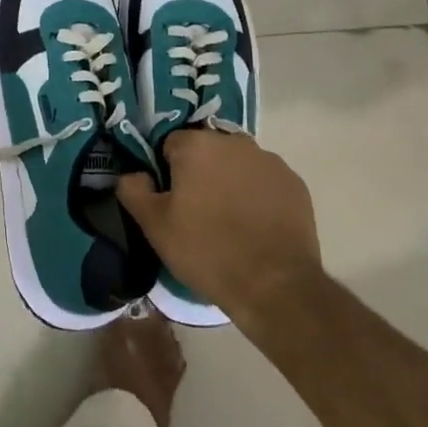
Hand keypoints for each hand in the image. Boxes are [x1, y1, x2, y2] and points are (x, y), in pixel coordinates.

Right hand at [116, 129, 322, 328]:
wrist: (275, 284)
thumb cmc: (207, 250)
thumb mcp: (155, 226)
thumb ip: (134, 190)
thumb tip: (133, 174)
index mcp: (197, 144)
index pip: (171, 145)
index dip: (167, 172)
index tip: (171, 201)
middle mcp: (234, 142)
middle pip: (207, 151)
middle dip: (200, 173)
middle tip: (197, 212)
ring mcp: (269, 161)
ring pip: (238, 165)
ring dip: (230, 182)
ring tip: (229, 222)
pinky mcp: (294, 183)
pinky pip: (265, 182)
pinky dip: (258, 196)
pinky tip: (256, 226)